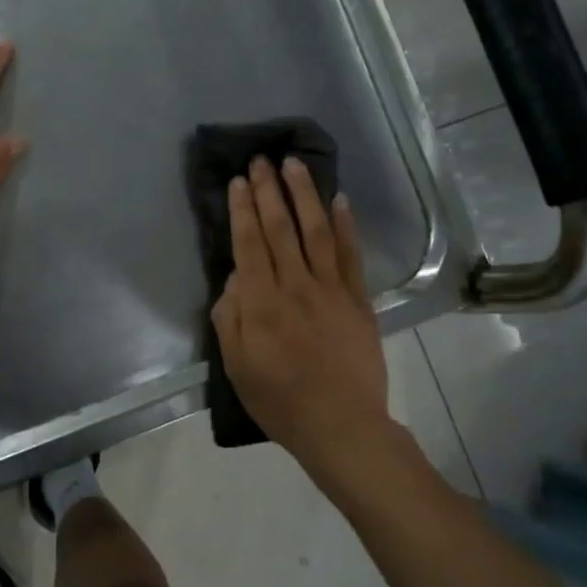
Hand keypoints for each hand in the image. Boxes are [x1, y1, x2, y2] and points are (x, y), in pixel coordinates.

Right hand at [211, 156, 393, 482]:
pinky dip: (345, 225)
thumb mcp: (236, 366)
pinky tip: (338, 199)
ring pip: (316, 231)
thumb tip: (235, 276)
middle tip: (261, 159)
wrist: (342, 426)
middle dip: (269, 190)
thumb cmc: (280, 400)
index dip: (243, 209)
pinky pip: (351, 254)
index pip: (249, 243)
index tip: (239, 180)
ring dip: (304, 194)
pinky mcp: (358, 299)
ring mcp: (331, 289)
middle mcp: (295, 286)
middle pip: (280, 228)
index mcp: (261, 303)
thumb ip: (229, 317)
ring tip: (295, 164)